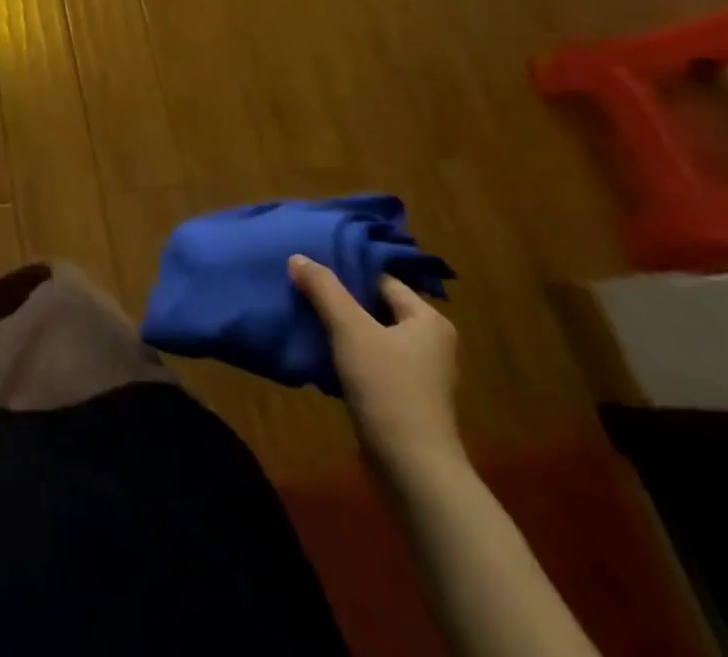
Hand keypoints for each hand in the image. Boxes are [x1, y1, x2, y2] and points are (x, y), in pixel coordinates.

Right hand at [289, 255, 462, 474]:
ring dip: (339, 328)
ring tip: (302, 316)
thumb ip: (324, 289)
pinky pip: (370, 361)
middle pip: (374, 306)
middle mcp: (430, 342)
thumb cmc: (388, 388)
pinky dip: (346, 354)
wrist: (413, 470)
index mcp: (428, 320)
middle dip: (338, 299)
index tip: (309, 267)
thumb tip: (298, 256)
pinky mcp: (404, 396)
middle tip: (300, 288)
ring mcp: (419, 373)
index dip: (345, 271)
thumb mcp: (350, 330)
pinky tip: (318, 352)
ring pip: (370, 335)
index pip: (381, 280)